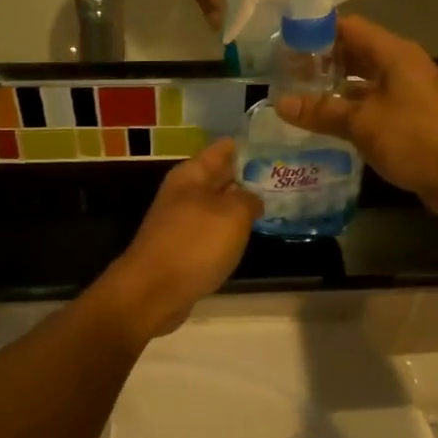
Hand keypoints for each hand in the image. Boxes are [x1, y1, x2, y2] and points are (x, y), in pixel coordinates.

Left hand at [101, 140, 260, 335]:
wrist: (152, 292)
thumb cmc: (194, 245)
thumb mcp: (232, 214)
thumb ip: (248, 199)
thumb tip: (253, 198)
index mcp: (192, 174)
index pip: (224, 148)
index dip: (250, 145)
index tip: (278, 145)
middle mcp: (185, 192)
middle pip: (222, 176)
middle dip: (250, 175)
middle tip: (285, 174)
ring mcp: (182, 221)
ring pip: (219, 204)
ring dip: (241, 204)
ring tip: (277, 202)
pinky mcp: (183, 247)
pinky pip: (213, 230)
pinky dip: (231, 230)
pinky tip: (250, 234)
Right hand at [274, 16, 437, 213]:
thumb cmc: (416, 138)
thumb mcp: (363, 123)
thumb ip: (322, 111)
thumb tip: (281, 103)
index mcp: (393, 53)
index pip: (348, 27)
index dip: (315, 31)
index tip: (284, 43)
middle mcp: (401, 67)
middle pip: (354, 53)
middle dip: (321, 62)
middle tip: (284, 75)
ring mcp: (407, 94)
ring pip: (362, 83)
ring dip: (333, 90)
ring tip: (297, 99)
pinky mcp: (410, 120)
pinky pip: (373, 107)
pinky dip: (349, 112)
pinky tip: (324, 126)